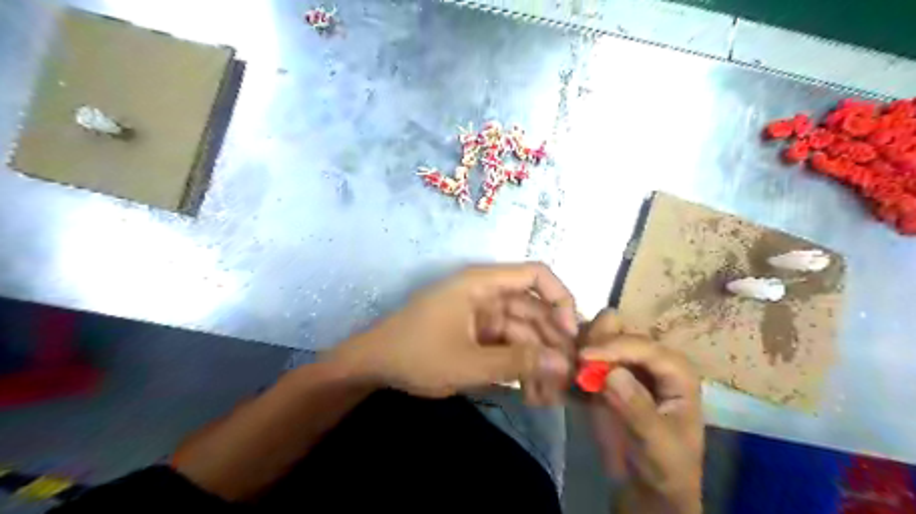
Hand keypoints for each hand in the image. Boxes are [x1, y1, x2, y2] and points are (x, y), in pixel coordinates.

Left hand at [324, 264, 574, 400]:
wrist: (373, 366)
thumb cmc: (416, 355)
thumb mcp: (468, 362)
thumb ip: (517, 363)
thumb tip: (563, 365)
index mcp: (482, 283)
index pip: (536, 275)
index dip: (560, 299)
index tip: (569, 336)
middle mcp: (488, 295)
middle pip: (535, 311)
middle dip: (553, 345)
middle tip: (568, 381)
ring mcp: (484, 316)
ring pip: (525, 334)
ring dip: (540, 363)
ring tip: (550, 398)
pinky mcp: (480, 336)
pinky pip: (510, 347)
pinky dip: (522, 368)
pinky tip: (532, 395)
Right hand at [583, 310, 702, 513]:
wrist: (646, 487)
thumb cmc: (664, 467)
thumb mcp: (657, 445)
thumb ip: (638, 410)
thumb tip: (613, 374)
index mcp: (674, 370)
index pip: (643, 345)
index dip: (613, 346)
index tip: (584, 356)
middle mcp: (648, 359)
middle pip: (619, 331)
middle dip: (593, 340)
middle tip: (574, 361)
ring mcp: (624, 363)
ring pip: (598, 337)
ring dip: (580, 347)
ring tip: (568, 370)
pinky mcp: (604, 373)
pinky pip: (584, 356)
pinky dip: (572, 361)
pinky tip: (563, 379)